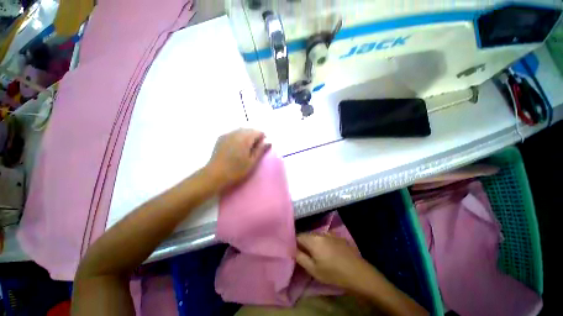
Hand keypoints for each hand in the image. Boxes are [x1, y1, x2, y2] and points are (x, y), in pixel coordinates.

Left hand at [205, 129, 270, 189]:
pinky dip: (238, 136)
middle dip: (255, 136)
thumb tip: (269, 141)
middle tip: (255, 149)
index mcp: (245, 138)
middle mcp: (236, 133)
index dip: (263, 138)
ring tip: (246, 148)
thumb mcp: (252, 162)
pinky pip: (233, 133)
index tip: (262, 147)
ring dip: (247, 136)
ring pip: (241, 130)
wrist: (215, 175)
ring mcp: (227, 134)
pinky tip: (237, 146)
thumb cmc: (236, 170)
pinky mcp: (221, 138)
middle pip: (250, 129)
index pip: (258, 131)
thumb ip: (261, 150)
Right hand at [296, 233, 374, 290]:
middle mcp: (320, 233)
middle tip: (305, 254)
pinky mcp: (337, 237)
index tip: (295, 251)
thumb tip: (293, 249)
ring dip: (313, 242)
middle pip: (307, 235)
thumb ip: (300, 257)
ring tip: (316, 254)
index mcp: (313, 240)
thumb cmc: (333, 273)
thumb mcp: (314, 270)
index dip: (295, 243)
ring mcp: (330, 234)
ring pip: (316, 236)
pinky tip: (327, 252)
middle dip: (304, 243)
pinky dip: (322, 242)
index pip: (298, 236)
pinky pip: (325, 237)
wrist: (358, 273)